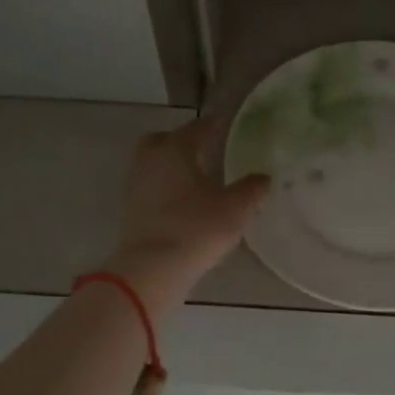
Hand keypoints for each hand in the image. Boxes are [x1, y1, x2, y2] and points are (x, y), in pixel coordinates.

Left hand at [107, 119, 270, 308]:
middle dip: (182, 142)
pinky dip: (165, 189)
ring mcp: (135, 186)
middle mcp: (150, 160)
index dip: (215, 125)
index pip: (198, 128)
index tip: (227, 125)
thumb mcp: (236, 208)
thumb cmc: (196, 228)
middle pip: (163, 140)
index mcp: (176, 149)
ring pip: (153, 165)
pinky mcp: (130, 211)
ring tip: (197, 180)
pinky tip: (183, 203)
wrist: (152, 268)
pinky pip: (150, 189)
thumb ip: (252, 189)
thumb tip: (263, 177)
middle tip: (204, 151)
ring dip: (172, 167)